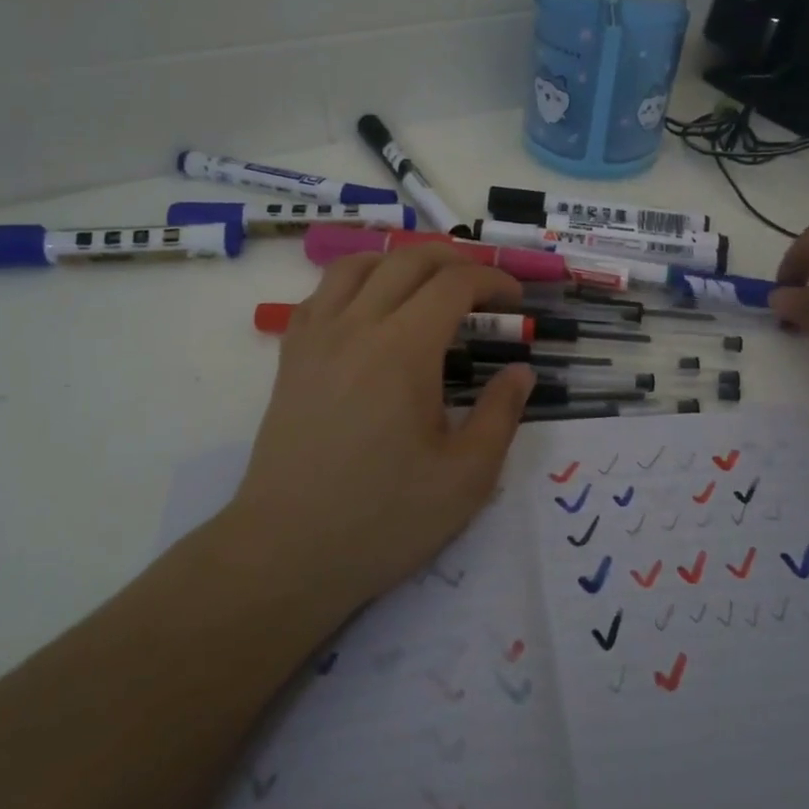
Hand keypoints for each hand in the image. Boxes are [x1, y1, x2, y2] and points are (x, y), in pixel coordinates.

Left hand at [225, 245, 535, 612]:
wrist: (287, 551)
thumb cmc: (383, 518)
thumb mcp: (465, 477)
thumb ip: (501, 415)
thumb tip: (521, 372)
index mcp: (404, 350)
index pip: (455, 284)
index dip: (493, 280)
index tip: (516, 300)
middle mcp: (357, 326)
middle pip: (408, 259)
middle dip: (455, 258)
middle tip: (483, 284)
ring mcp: (316, 337)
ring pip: (358, 264)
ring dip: (401, 260)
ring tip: (428, 283)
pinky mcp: (291, 356)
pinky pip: (321, 293)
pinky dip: (355, 281)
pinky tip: (370, 308)